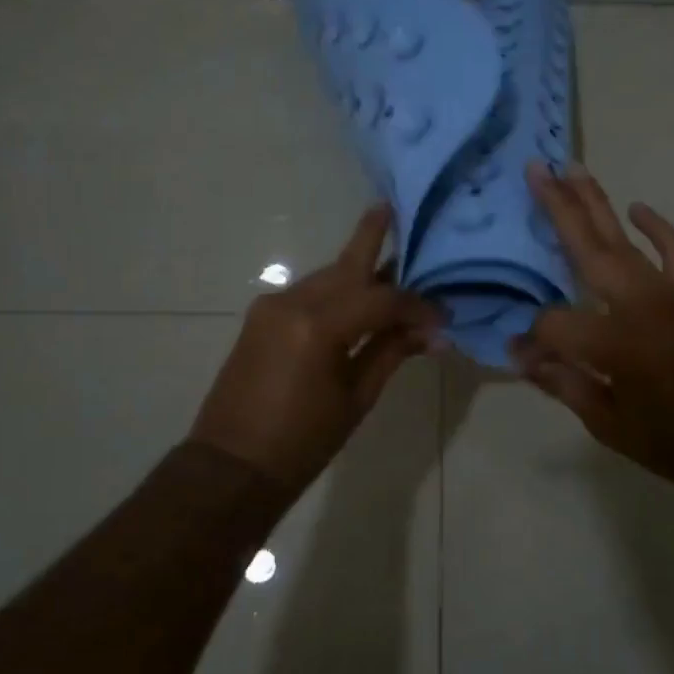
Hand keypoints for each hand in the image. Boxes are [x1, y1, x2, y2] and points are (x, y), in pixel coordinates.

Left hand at [190, 206, 441, 488]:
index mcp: (319, 325)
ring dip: (357, 271)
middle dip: (372, 238)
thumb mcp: (356, 398)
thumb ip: (391, 353)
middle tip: (393, 208)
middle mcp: (293, 302)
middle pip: (347, 266)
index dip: (416, 305)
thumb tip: (434, 333)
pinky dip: (336, 291)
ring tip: (389, 262)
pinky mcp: (261, 317)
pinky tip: (356, 297)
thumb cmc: (302, 442)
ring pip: (327, 276)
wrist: (231, 465)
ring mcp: (272, 306)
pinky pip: (308, 292)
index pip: (381, 298)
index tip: (442, 317)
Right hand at [511, 162, 673, 488]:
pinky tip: (637, 207)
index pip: (555, 322)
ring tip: (572, 169)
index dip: (534, 338)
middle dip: (557, 209)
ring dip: (596, 203)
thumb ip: (563, 383)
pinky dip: (658, 227)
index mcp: (614, 343)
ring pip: (623, 240)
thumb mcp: (608, 425)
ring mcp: (670, 294)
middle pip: (587, 249)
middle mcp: (639, 305)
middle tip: (535, 169)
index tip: (523, 354)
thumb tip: (522, 355)